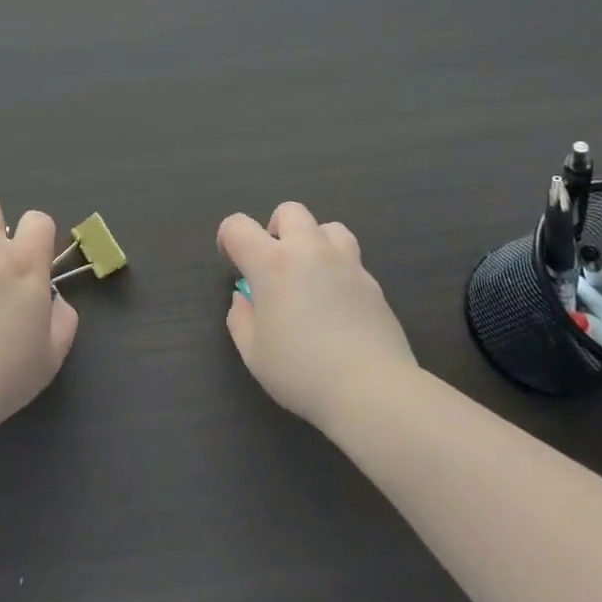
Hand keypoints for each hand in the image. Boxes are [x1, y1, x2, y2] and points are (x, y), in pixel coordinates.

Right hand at [220, 202, 415, 430]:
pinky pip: (352, 260)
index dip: (228, 238)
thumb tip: (244, 298)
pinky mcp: (373, 283)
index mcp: (271, 263)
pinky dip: (339, 271)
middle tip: (274, 265)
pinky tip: (338, 303)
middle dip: (276, 229)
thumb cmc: (301, 372)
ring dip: (314, 242)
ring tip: (311, 275)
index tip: (234, 263)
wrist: (372, 391)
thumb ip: (240, 318)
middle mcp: (309, 251)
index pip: (238, 226)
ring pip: (328, 227)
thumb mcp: (253, 353)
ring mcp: (346, 263)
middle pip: (289, 211)